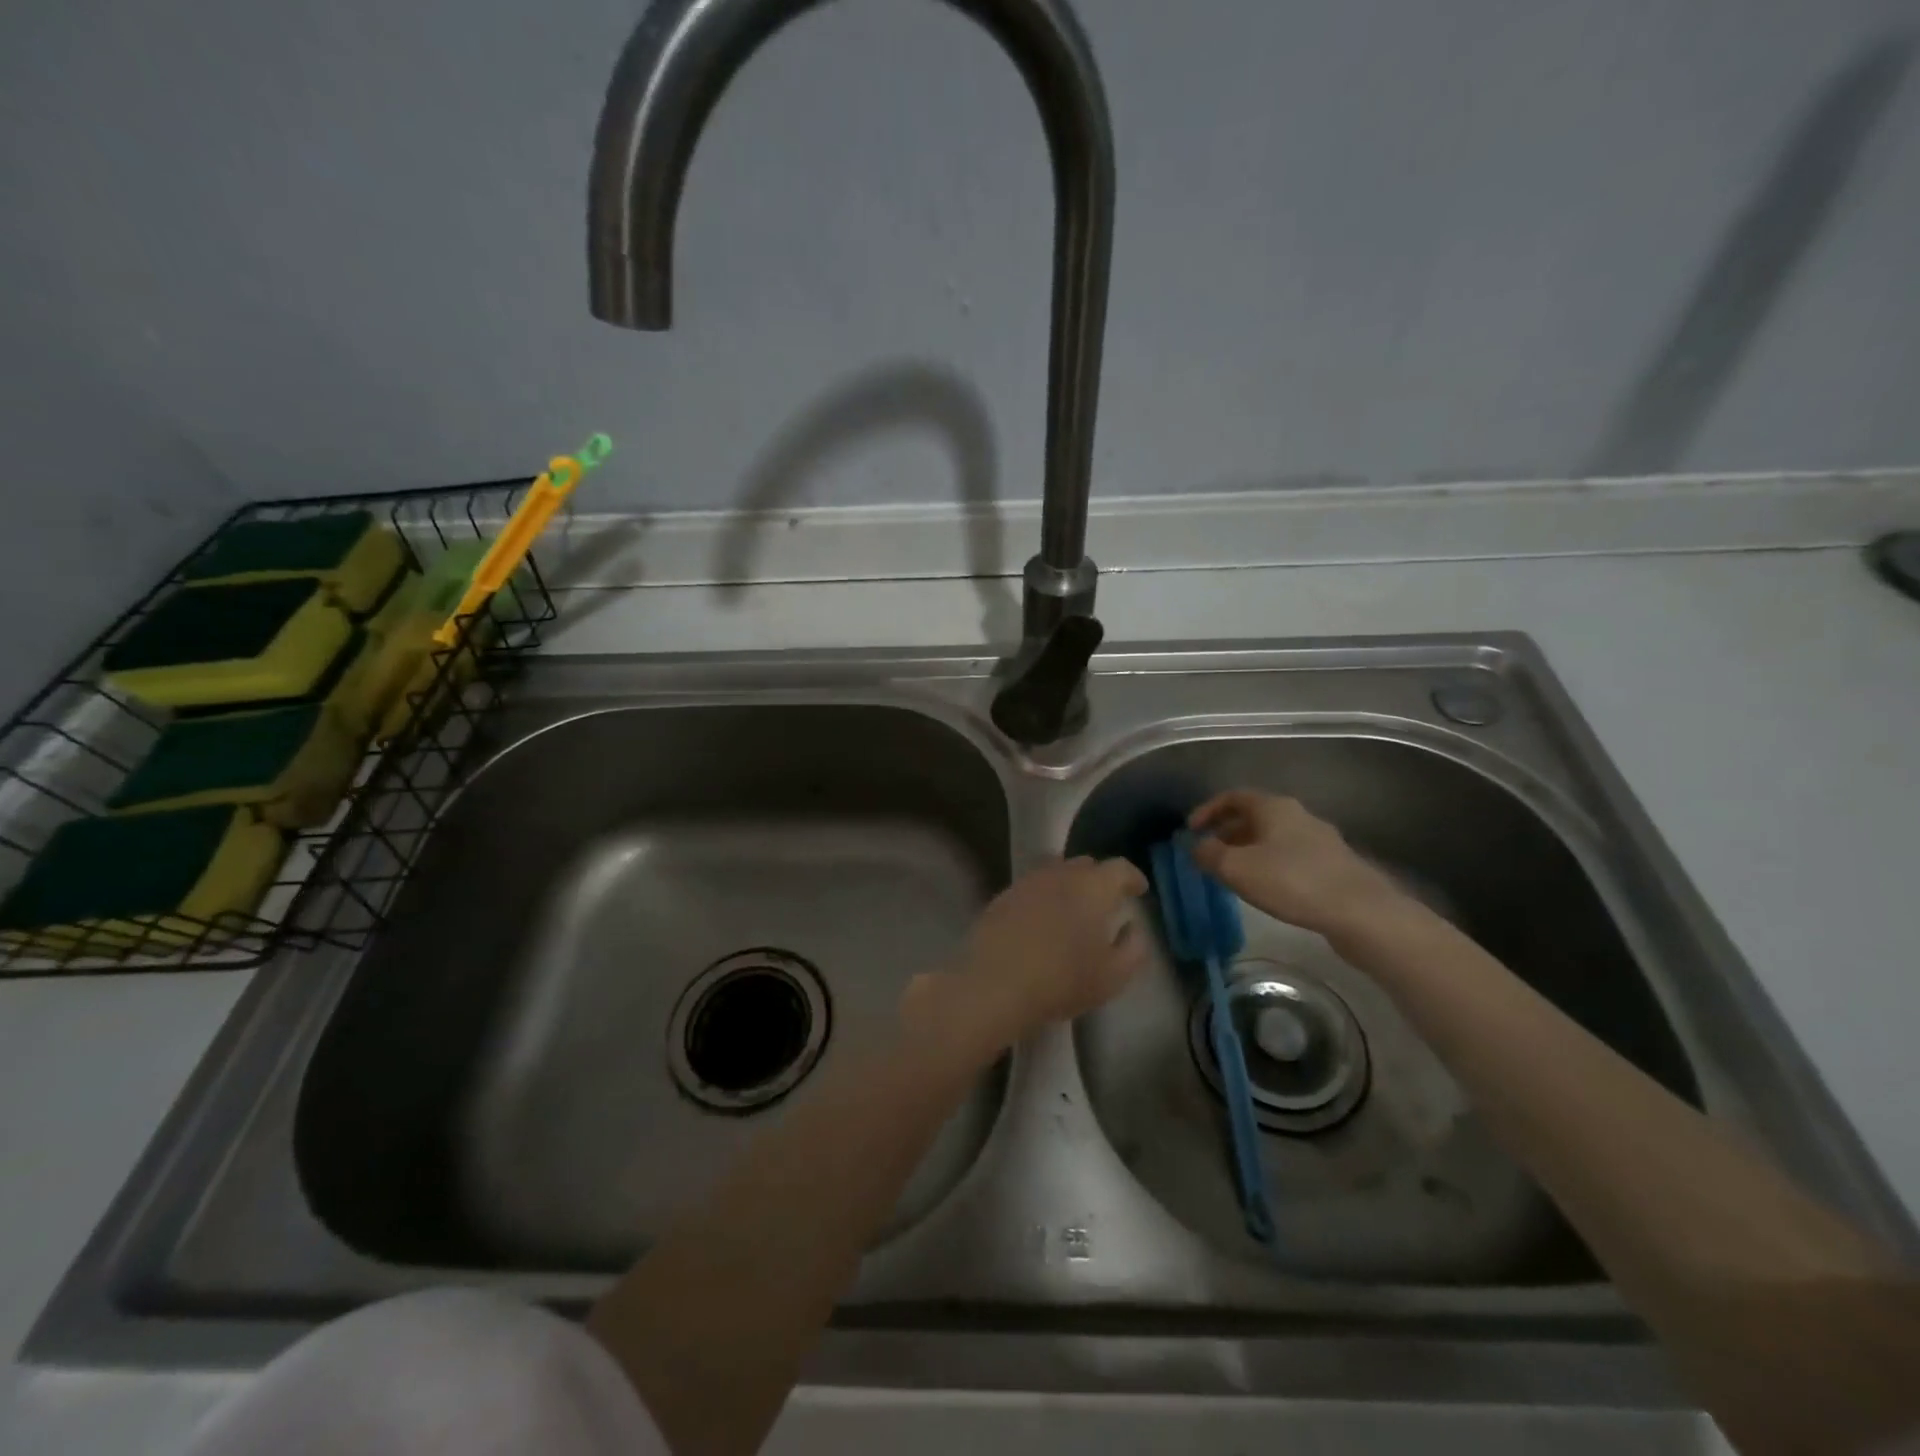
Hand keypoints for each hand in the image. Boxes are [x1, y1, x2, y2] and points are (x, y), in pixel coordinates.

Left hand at [908, 857, 1148, 1049]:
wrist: (994, 984)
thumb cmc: (1062, 980)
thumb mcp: (1113, 976)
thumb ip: (1133, 948)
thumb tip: (1133, 927)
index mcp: (1093, 887)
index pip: (1120, 868)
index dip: (1133, 877)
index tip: (1139, 891)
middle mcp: (1060, 874)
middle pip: (1086, 865)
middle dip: (1100, 878)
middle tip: (1106, 901)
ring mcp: (1028, 881)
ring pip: (1057, 872)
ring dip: (1070, 884)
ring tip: (1074, 908)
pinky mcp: (1003, 895)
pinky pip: (1033, 886)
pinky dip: (1044, 895)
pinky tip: (1043, 919)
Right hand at [1189, 791, 1410, 939]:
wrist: (1361, 912)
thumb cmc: (1292, 882)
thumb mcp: (1237, 869)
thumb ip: (1209, 855)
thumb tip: (1197, 847)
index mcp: (1274, 807)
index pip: (1233, 797)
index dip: (1208, 810)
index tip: (1191, 830)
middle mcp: (1298, 815)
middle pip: (1255, 816)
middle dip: (1228, 833)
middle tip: (1209, 854)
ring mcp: (1320, 840)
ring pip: (1274, 837)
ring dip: (1249, 850)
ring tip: (1234, 874)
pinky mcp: (1334, 865)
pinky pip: (1291, 856)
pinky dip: (1270, 864)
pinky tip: (1267, 888)